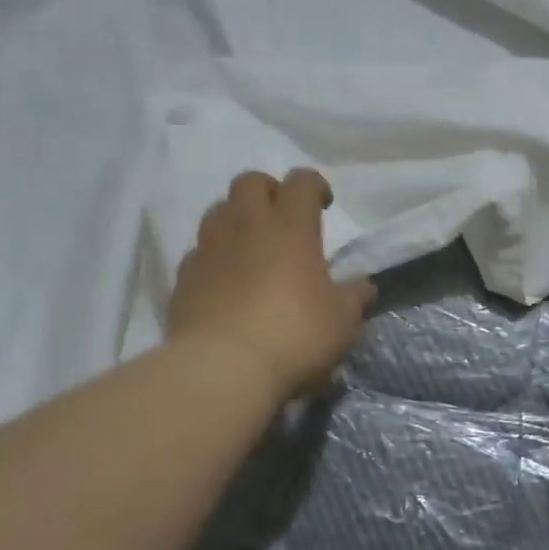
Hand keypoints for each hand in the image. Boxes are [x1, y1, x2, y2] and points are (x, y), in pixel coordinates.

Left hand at [167, 169, 376, 401]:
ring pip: (218, 211)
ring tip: (250, 246)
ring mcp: (209, 248)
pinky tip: (223, 282)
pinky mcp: (183, 277)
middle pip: (250, 182)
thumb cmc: (294, 335)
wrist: (221, 367)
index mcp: (291, 227)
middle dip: (268, 190)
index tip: (323, 204)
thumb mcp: (342, 322)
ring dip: (236, 219)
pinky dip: (213, 257)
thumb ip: (353, 299)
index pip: (301, 182)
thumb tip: (364, 288)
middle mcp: (246, 226)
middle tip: (281, 216)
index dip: (314, 185)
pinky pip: (198, 252)